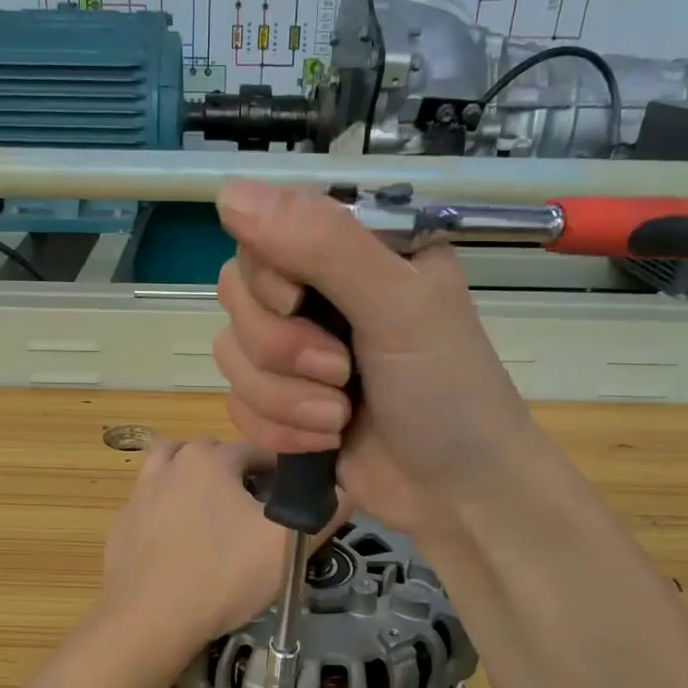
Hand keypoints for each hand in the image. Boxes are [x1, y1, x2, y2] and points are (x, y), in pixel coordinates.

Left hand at [99, 438, 340, 656]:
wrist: (149, 620)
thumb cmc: (223, 576)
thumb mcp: (286, 547)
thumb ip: (324, 513)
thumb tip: (350, 490)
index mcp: (209, 460)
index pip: (256, 450)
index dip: (280, 471)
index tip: (292, 497)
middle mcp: (169, 465)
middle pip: (212, 456)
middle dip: (237, 474)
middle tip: (256, 511)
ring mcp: (139, 494)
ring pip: (173, 471)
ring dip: (195, 482)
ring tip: (214, 515)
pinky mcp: (122, 525)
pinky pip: (152, 505)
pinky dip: (168, 511)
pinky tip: (182, 544)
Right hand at [213, 180, 542, 549]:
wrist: (457, 494)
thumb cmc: (447, 391)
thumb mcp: (399, 306)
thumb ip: (324, 245)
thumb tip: (230, 194)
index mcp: (356, 249)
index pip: (265, 231)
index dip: (268, 275)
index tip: (299, 305)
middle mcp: (321, 291)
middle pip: (238, 295)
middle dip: (282, 349)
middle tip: (341, 373)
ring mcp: (298, 350)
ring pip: (233, 354)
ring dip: (284, 398)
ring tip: (339, 418)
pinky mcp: (283, 402)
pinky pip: (237, 402)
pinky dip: (278, 429)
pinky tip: (324, 441)